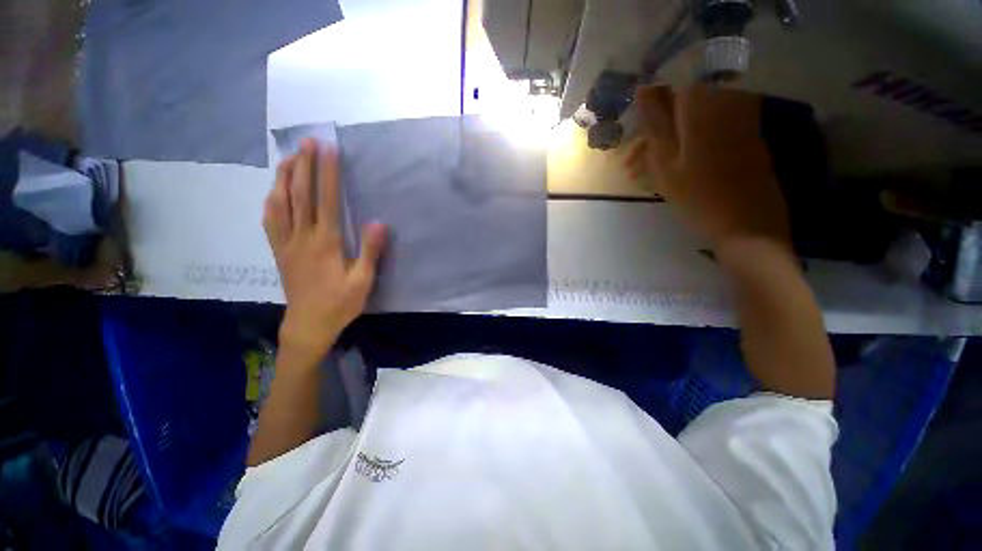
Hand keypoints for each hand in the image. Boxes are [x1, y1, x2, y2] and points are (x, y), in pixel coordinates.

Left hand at [264, 139, 386, 363]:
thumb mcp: (363, 282)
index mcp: (326, 244)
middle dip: (304, 165)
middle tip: (307, 141)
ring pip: (281, 203)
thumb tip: (378, 223)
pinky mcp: (279, 251)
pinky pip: (270, 220)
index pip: (326, 201)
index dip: (328, 174)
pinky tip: (274, 191)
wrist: (308, 324)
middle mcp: (302, 237)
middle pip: (300, 195)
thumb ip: (370, 252)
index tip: (329, 150)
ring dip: (284, 177)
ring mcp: (286, 243)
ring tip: (290, 157)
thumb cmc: (340, 304)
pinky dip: (272, 200)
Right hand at [625, 84, 790, 249]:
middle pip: (679, 111)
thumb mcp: (664, 160)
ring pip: (692, 125)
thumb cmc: (698, 195)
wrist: (748, 223)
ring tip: (647, 178)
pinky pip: (709, 135)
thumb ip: (654, 122)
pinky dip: (688, 150)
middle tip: (633, 168)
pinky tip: (675, 174)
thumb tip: (643, 88)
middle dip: (654, 137)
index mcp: (703, 106)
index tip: (632, 146)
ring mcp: (739, 121)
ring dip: (667, 146)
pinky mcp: (746, 139)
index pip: (666, 94)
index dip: (646, 119)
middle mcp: (725, 103)